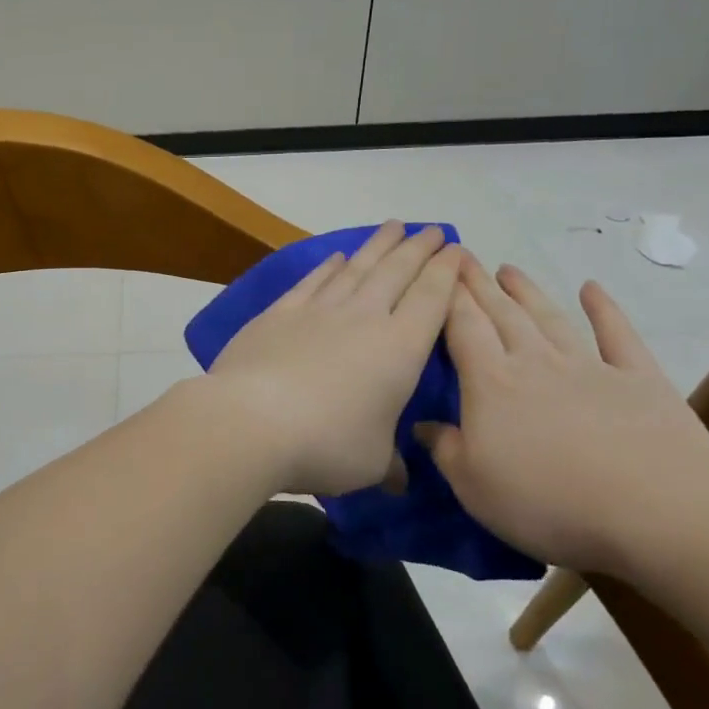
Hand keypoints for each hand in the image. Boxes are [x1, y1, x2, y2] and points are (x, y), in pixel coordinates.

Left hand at [206, 222, 462, 496]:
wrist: (252, 421)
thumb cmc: (326, 444)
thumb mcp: (371, 463)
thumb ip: (390, 465)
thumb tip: (400, 481)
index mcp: (399, 348)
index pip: (431, 299)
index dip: (446, 272)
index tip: (456, 251)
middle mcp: (363, 318)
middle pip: (397, 272)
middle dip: (418, 248)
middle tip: (431, 229)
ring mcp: (318, 310)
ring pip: (356, 268)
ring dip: (377, 246)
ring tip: (392, 227)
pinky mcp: (279, 313)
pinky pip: (313, 281)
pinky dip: (328, 266)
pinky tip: (336, 257)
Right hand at [416, 259, 708, 573]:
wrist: (655, 509)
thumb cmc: (548, 501)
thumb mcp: (474, 486)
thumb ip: (445, 449)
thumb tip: (422, 424)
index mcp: (491, 384)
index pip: (463, 329)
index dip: (448, 298)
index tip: (438, 270)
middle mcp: (535, 362)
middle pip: (502, 314)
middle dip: (480, 285)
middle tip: (465, 258)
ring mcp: (589, 366)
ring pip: (549, 318)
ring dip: (527, 291)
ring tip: (508, 269)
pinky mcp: (639, 379)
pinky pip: (617, 335)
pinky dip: (604, 309)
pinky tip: (592, 289)